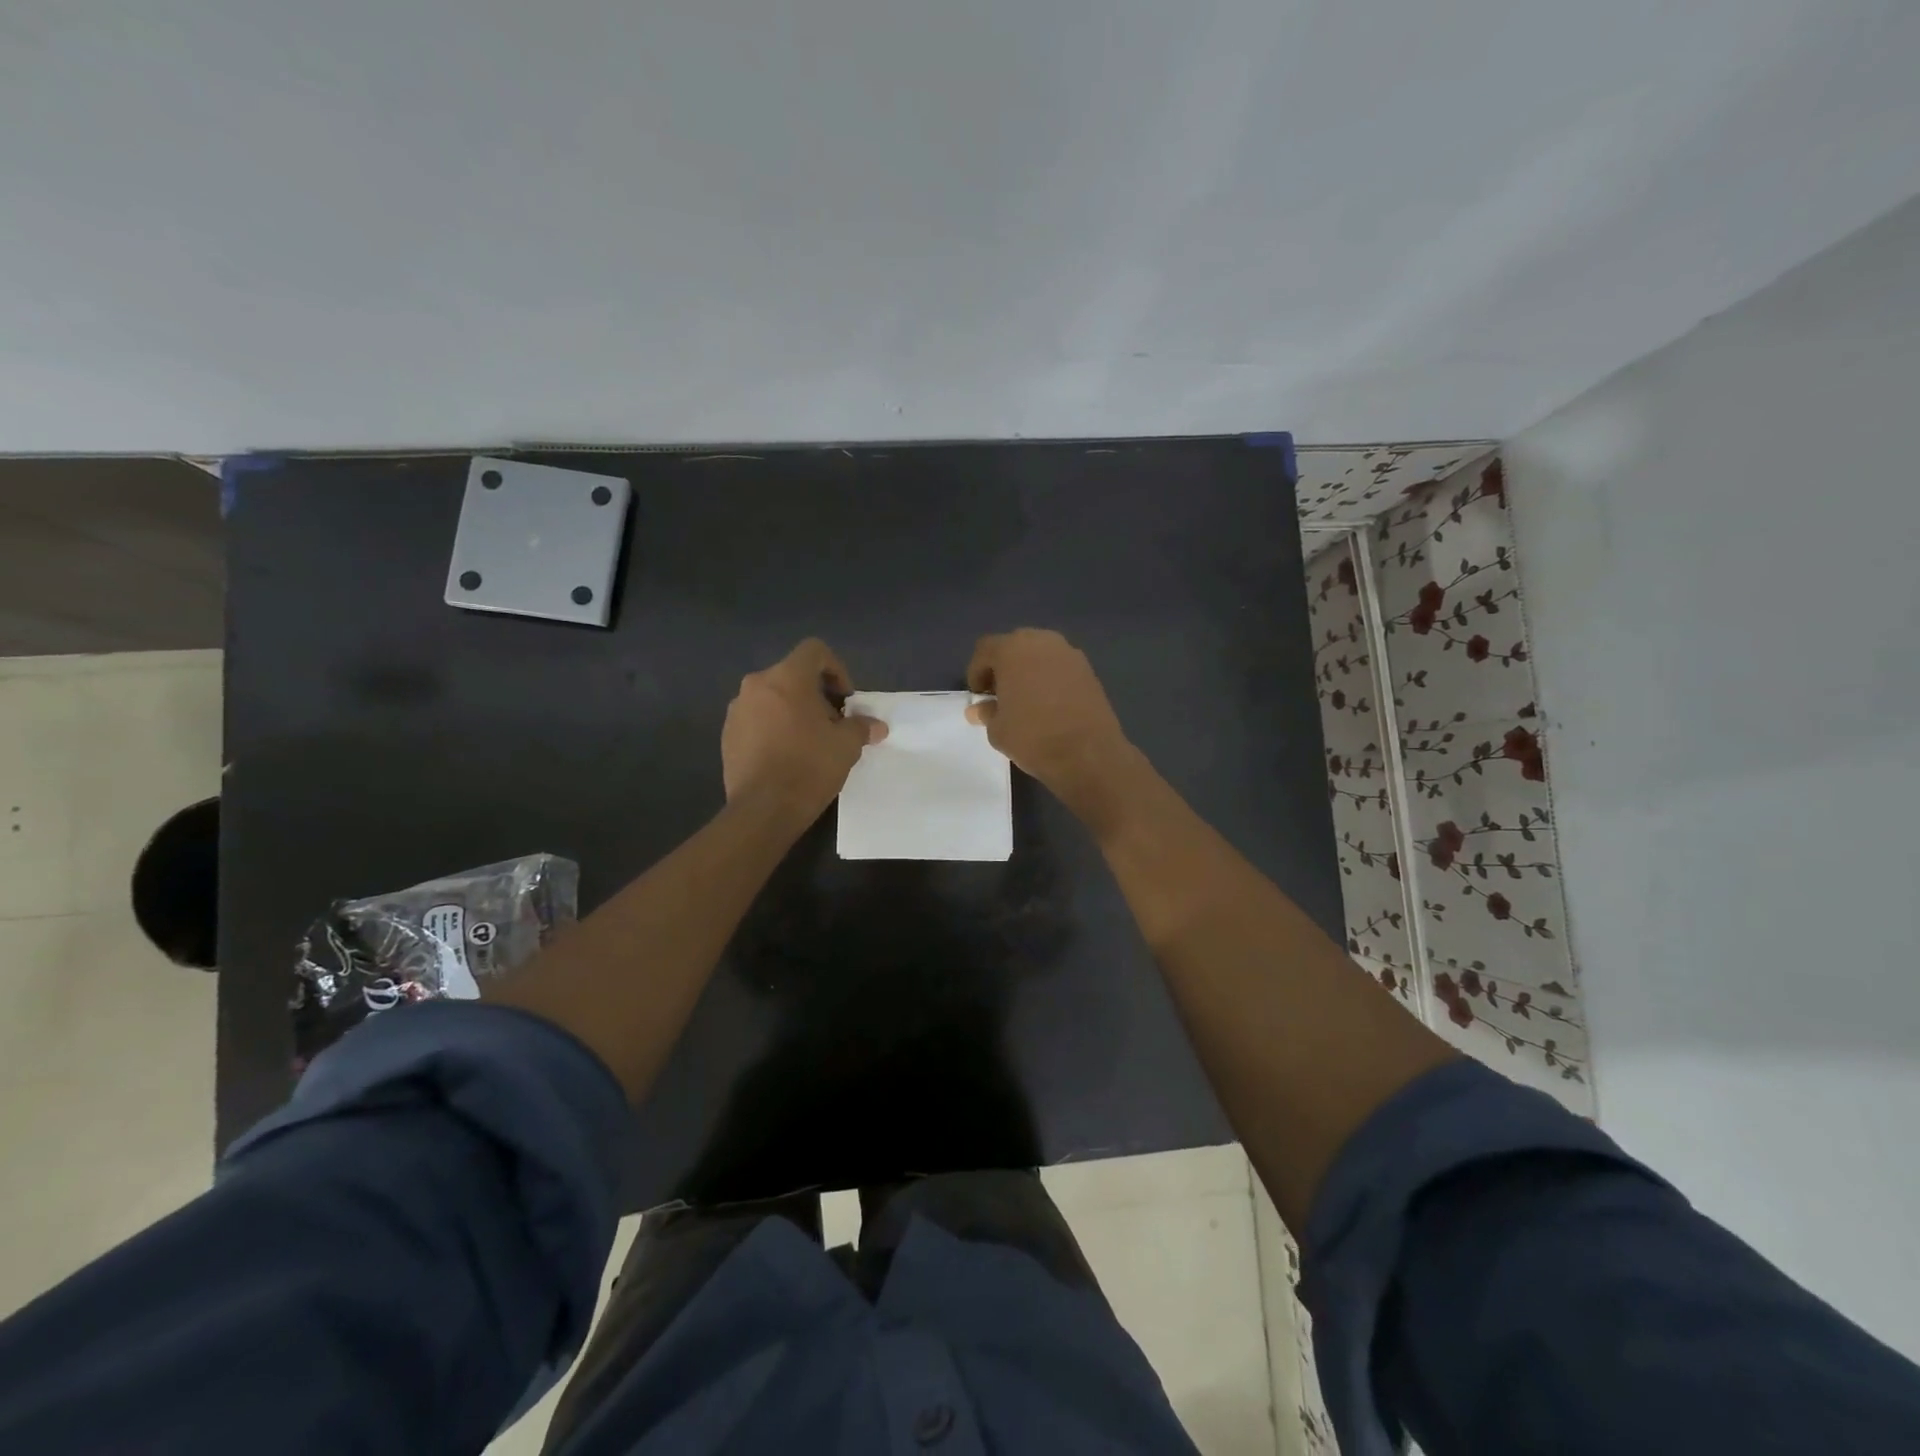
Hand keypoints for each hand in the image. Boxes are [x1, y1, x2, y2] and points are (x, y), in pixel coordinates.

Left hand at [722, 639, 885, 818]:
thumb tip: (876, 726)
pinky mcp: (726, 735)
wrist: (763, 809)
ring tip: (809, 742)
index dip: (836, 669)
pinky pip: (756, 719)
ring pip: (772, 698)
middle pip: (792, 675)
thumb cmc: (809, 767)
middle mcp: (756, 685)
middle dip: (816, 695)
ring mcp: (737, 710)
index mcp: (786, 678)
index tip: (845, 699)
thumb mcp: (846, 746)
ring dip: (793, 711)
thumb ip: (861, 727)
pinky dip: (773, 728)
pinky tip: (786, 756)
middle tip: (832, 724)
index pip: (814, 651)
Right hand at [966, 629, 1136, 820]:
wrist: (1088, 753)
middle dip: (1004, 667)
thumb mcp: (998, 730)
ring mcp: (1069, 653)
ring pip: (1039, 654)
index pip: (985, 650)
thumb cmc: (1033, 737)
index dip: (977, 671)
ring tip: (1025, 699)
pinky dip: (1050, 678)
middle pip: (1014, 646)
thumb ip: (987, 713)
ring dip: (1028, 670)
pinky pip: (1059, 666)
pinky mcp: (1089, 669)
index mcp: (1012, 650)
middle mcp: (1042, 642)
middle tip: (1000, 694)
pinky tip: (1049, 703)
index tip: (979, 695)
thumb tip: (980, 709)